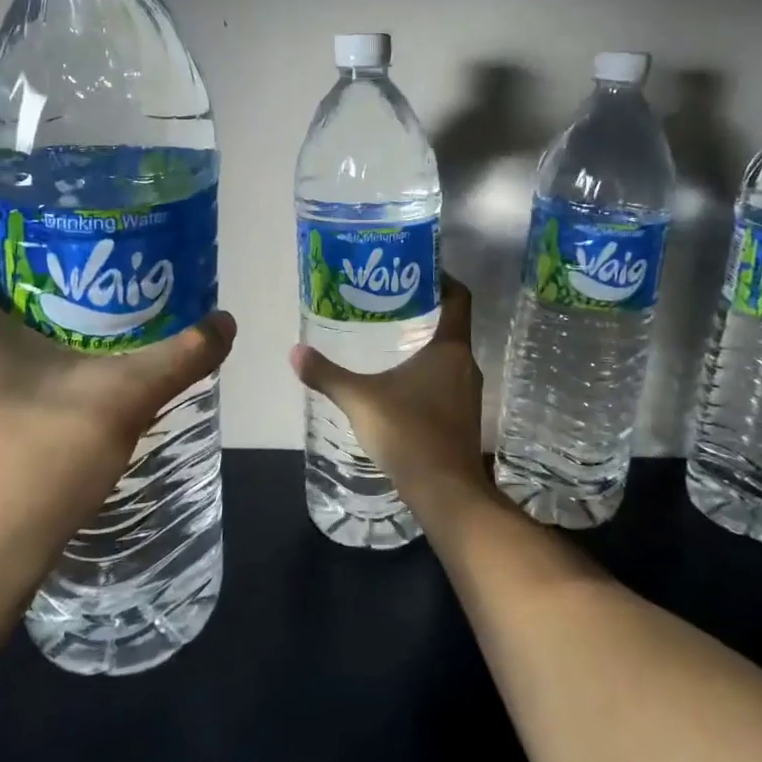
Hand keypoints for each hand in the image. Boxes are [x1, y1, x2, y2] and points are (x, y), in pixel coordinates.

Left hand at [0, 207, 235, 606]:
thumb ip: (180, 357)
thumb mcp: (121, 400)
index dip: (2, 208)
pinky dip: (11, 343)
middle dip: (30, 256)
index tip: (58, 206)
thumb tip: (225, 323)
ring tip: (88, 303)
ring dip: (23, 304)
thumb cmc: (30, 463)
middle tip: (93, 253)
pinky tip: (65, 364)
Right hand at [288, 274, 486, 511]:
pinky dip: (427, 373)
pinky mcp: (463, 417)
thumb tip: (294, 352)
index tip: (418, 270)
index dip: (442, 279)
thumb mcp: (361, 400)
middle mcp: (465, 365)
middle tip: (388, 303)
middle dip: (424, 312)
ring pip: (448, 356)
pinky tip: (399, 384)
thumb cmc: (408, 433)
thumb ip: (327, 375)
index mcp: (449, 349)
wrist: (445, 492)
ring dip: (425, 345)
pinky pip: (446, 381)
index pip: (458, 298)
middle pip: (451, 325)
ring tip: (389, 340)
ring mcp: (467, 393)